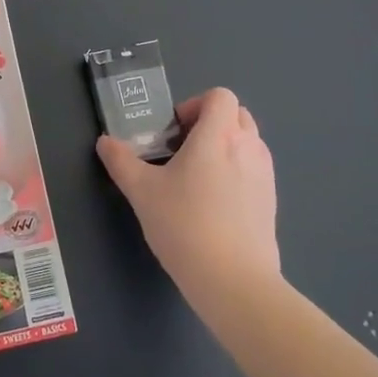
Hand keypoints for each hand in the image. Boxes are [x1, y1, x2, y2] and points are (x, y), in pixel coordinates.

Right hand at [96, 88, 279, 308]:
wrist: (233, 280)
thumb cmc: (184, 225)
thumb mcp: (142, 192)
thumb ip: (121, 161)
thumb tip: (105, 142)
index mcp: (218, 135)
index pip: (219, 96)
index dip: (195, 105)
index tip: (174, 132)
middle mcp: (248, 146)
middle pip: (236, 114)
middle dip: (209, 123)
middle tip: (182, 150)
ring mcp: (265, 174)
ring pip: (248, 141)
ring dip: (224, 146)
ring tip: (197, 177)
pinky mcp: (272, 200)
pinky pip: (255, 169)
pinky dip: (237, 171)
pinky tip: (214, 204)